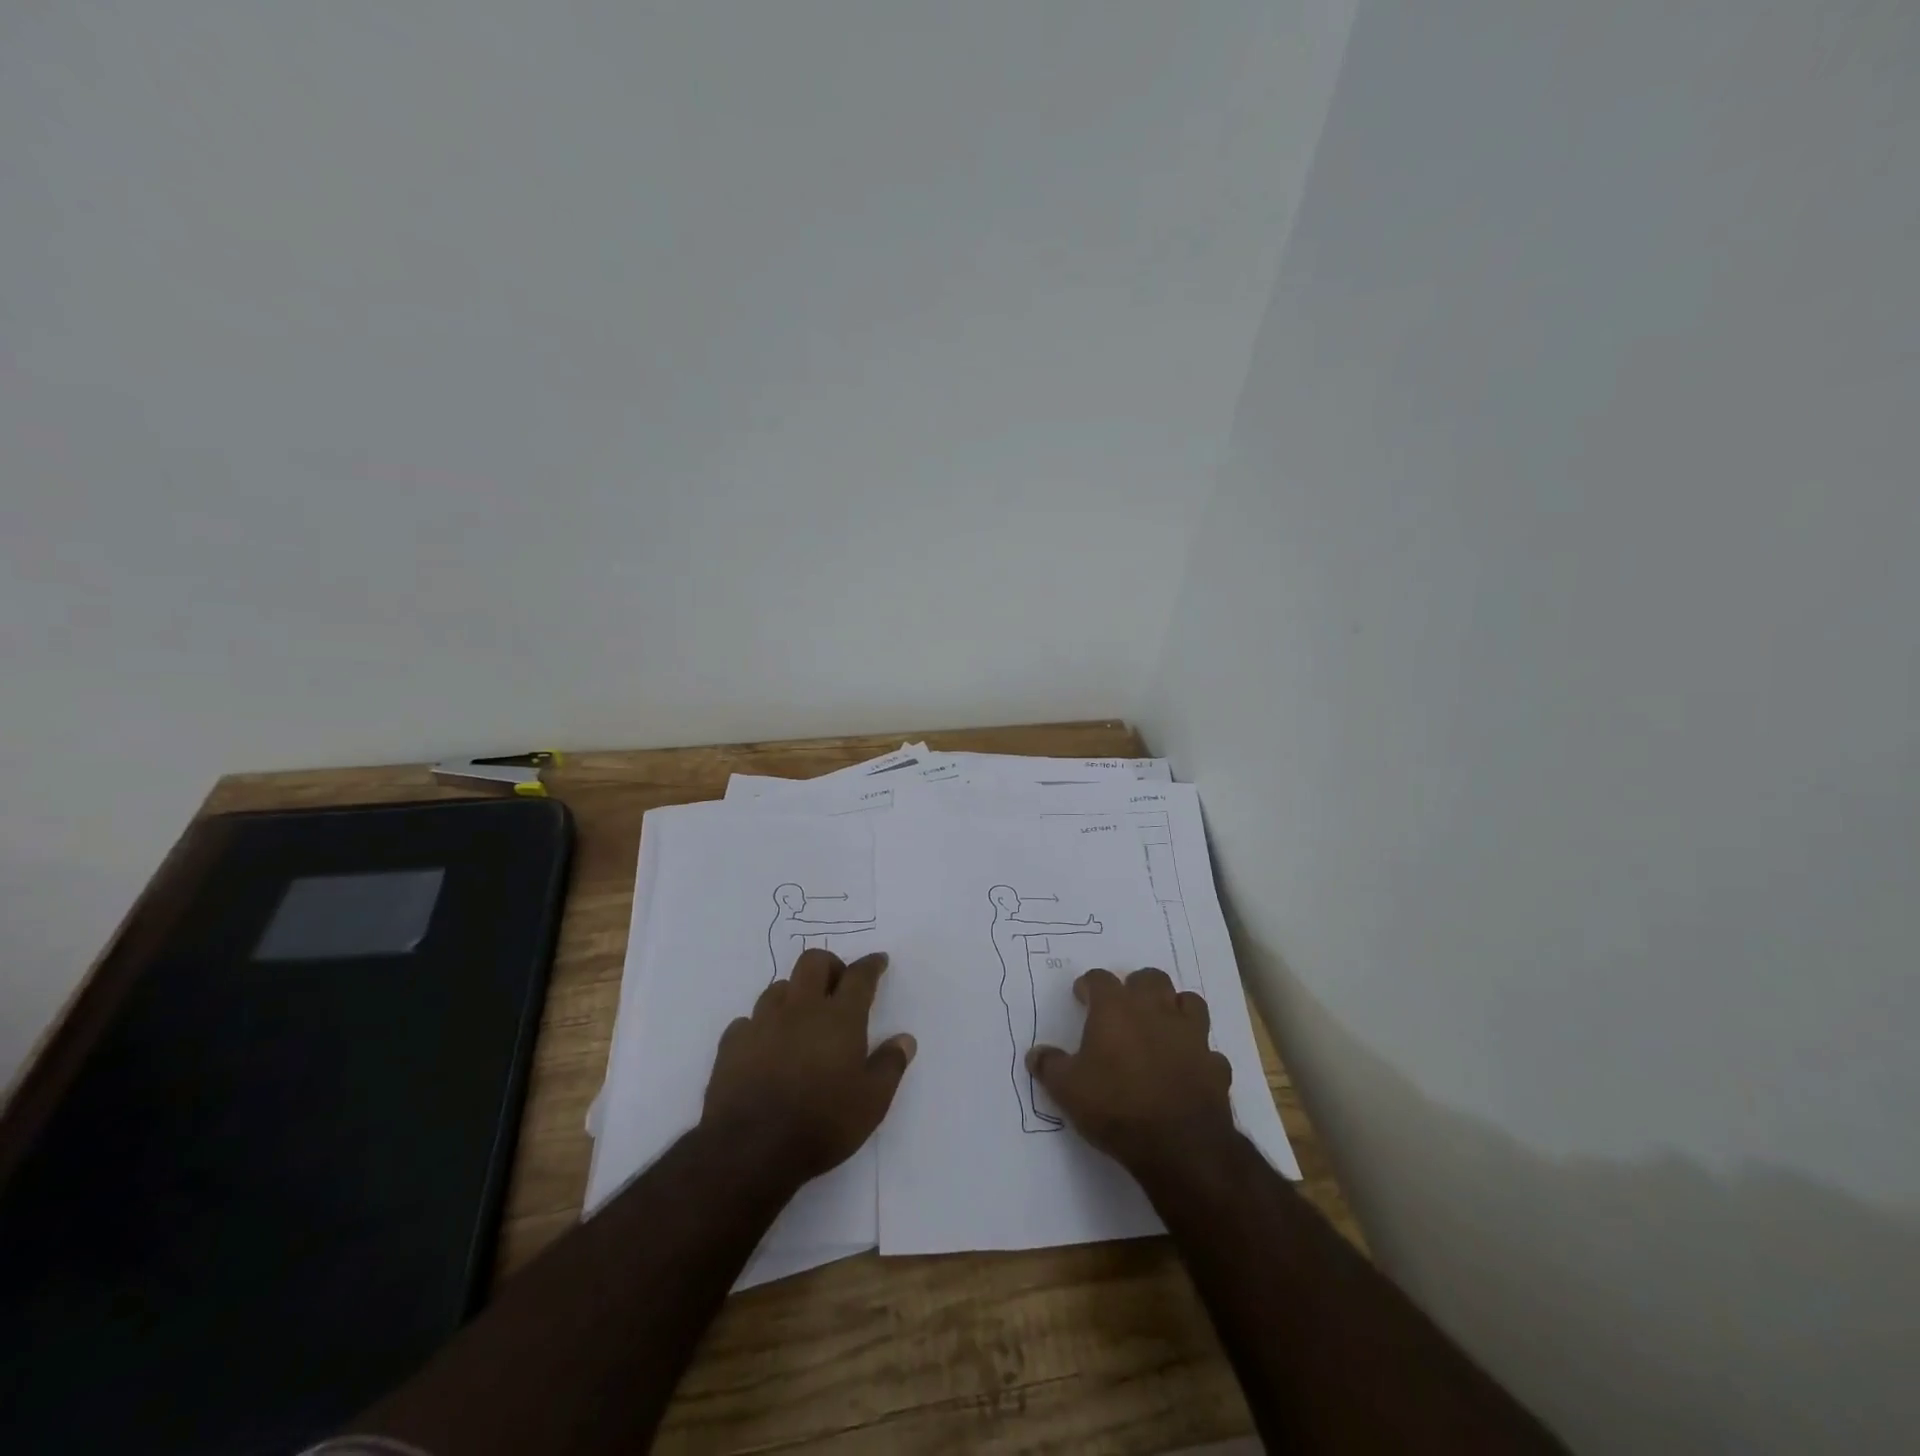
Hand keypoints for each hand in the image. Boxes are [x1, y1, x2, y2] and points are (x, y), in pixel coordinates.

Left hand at [701, 948, 914, 1185]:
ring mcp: (762, 1022)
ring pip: (779, 988)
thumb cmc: (821, 1123)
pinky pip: (748, 1021)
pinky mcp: (732, 1044)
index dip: (871, 965)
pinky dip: (761, 1027)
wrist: (750, 1149)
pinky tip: (765, 1046)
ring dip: (794, 994)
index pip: (859, 976)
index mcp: (839, 1017)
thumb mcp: (872, 1102)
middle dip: (830, 965)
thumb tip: (905, 1039)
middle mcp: (800, 1009)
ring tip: (802, 1018)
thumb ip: (890, 1065)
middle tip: (838, 985)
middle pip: (813, 962)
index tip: (879, 961)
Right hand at [1027, 968, 1233, 1173]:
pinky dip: (1198, 1054)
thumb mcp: (1067, 1089)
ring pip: (1189, 1002)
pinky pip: (1208, 1050)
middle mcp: (1155, 1010)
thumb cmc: (1115, 1106)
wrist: (1179, 1145)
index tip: (1082, 996)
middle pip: (1150, 978)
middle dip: (1137, 986)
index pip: (1100, 979)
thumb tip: (1035, 1055)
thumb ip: (1050, 1066)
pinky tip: (1188, 1068)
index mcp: (1116, 1009)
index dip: (1089, 985)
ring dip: (1175, 1009)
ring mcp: (1191, 1035)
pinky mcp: (1215, 1065)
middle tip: (1124, 1006)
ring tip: (1162, 1026)